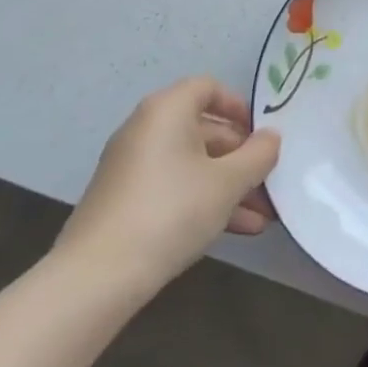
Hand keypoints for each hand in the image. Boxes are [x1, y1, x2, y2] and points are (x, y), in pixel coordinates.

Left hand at [54, 77, 280, 298]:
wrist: (96, 278)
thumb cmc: (172, 211)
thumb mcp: (228, 182)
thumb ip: (258, 155)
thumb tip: (271, 137)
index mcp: (167, 111)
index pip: (208, 88)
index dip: (239, 106)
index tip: (260, 134)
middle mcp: (145, 130)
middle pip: (204, 130)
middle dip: (241, 158)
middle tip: (269, 182)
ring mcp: (131, 168)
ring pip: (192, 165)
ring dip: (228, 187)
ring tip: (262, 217)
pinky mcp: (123, 202)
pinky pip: (173, 188)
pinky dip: (202, 201)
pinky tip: (233, 231)